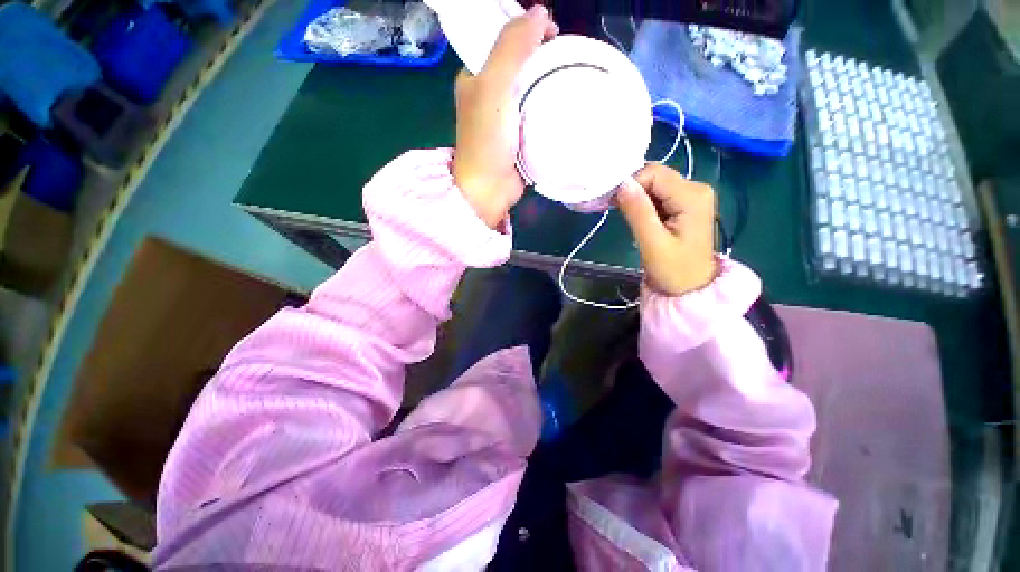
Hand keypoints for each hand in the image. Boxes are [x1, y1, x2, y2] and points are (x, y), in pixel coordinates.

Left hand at [453, 6, 557, 228]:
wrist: (490, 190)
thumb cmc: (487, 141)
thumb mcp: (493, 88)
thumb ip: (511, 48)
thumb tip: (540, 12)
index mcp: (476, 77)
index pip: (502, 39)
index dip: (527, 30)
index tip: (553, 35)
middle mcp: (489, 94)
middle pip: (520, 63)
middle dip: (543, 56)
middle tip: (566, 60)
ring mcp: (506, 117)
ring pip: (531, 87)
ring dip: (550, 81)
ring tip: (571, 79)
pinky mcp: (520, 136)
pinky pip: (537, 112)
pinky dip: (550, 106)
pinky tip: (566, 105)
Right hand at [616, 164, 717, 296]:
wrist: (691, 288)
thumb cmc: (674, 270)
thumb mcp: (652, 243)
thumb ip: (638, 212)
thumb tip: (622, 184)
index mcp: (692, 196)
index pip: (653, 173)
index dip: (631, 184)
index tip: (613, 204)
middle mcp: (696, 188)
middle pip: (655, 176)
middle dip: (633, 191)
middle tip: (618, 211)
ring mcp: (692, 195)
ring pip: (654, 185)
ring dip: (637, 199)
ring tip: (629, 219)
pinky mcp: (685, 204)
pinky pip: (658, 195)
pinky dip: (644, 204)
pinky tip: (639, 218)